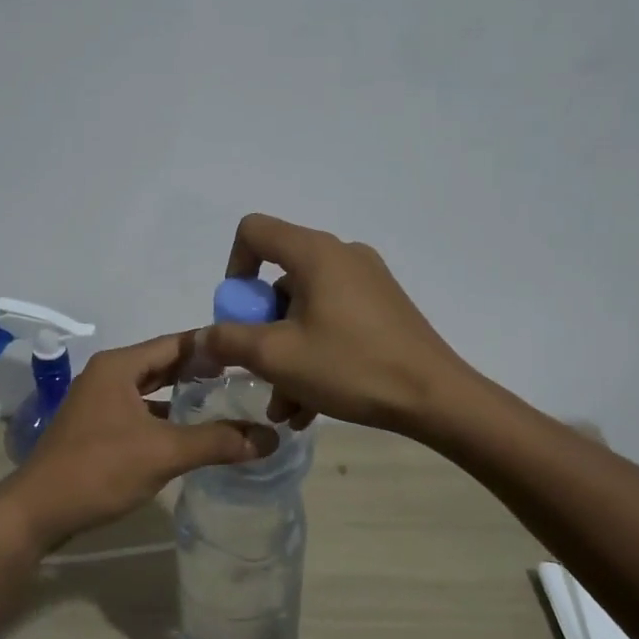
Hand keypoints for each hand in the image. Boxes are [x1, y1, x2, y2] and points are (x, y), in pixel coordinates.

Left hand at [0, 332, 277, 550]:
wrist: (37, 511)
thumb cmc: (99, 470)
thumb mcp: (163, 452)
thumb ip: (217, 441)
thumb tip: (270, 438)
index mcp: (119, 366)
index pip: (176, 343)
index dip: (213, 346)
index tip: (249, 350)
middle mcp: (107, 375)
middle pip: (163, 364)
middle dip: (200, 370)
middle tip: (244, 376)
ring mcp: (98, 402)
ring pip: (150, 390)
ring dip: (182, 395)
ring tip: (224, 401)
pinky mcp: (96, 428)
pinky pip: (139, 412)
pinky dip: (164, 416)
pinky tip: (188, 432)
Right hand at [206, 213, 469, 435]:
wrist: (436, 398)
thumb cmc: (351, 367)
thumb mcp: (277, 357)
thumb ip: (229, 341)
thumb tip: (202, 336)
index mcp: (315, 254)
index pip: (255, 231)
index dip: (234, 268)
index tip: (238, 314)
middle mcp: (341, 256)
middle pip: (279, 279)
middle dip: (261, 330)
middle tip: (260, 372)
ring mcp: (367, 282)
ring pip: (305, 310)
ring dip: (286, 355)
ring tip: (285, 407)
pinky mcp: (382, 309)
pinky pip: (332, 322)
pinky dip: (314, 355)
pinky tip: (310, 405)